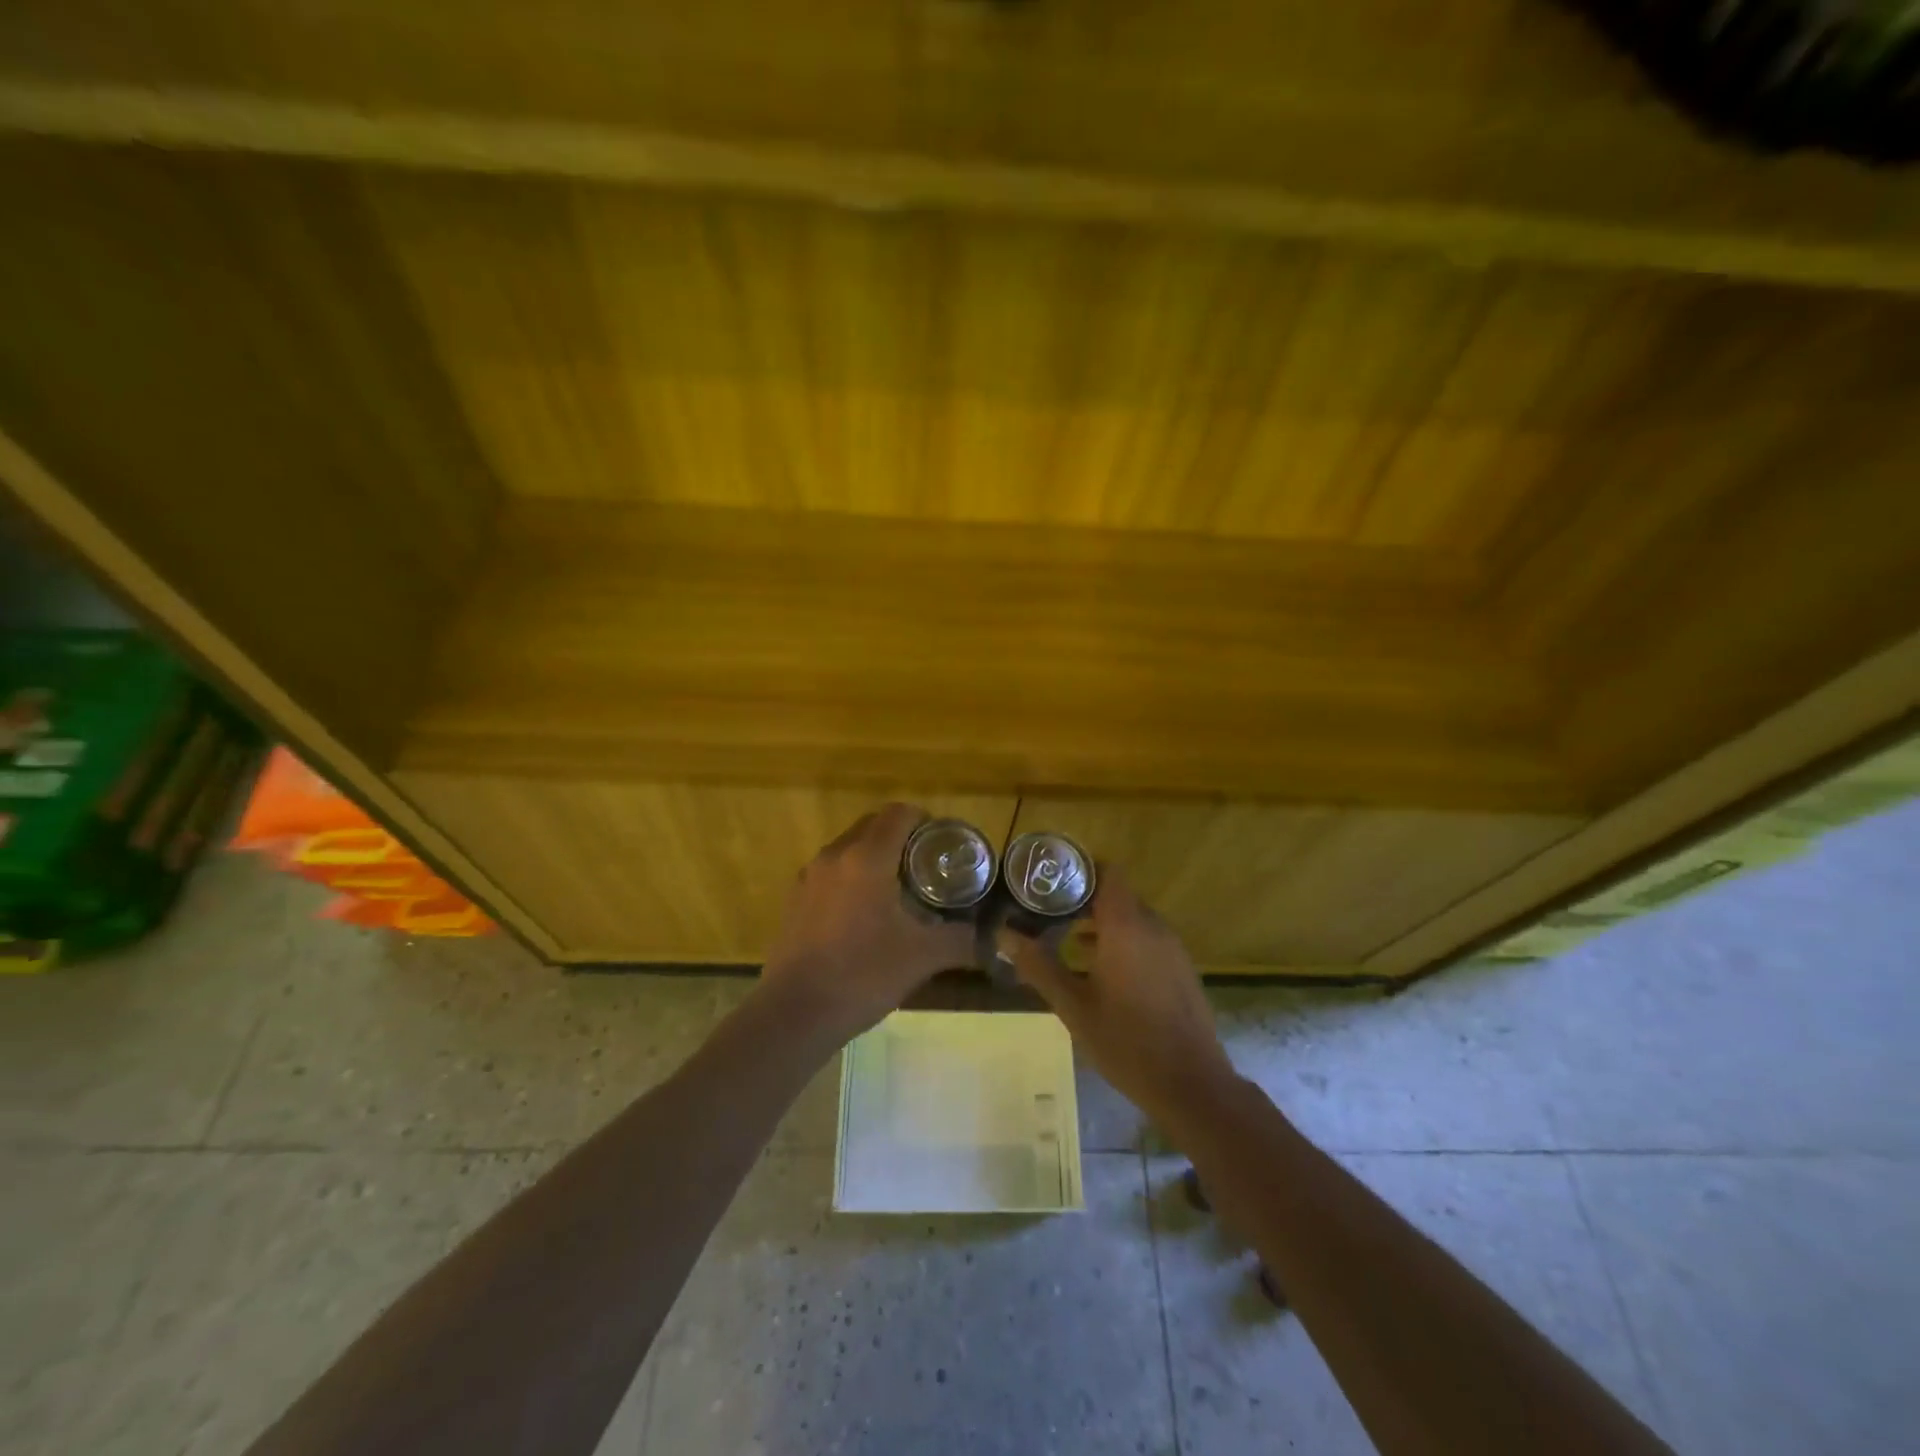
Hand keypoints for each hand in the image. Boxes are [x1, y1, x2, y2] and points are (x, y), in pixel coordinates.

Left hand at [759, 803, 976, 1048]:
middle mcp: (835, 856)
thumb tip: (994, 941)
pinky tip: (865, 912)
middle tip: (927, 863)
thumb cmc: (863, 975)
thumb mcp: (922, 957)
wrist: (795, 1013)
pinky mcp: (795, 900)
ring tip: (898, 887)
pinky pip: (831, 872)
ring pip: (848, 847)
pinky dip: (851, 876)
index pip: (898, 814)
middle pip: (872, 825)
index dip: (924, 820)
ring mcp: (809, 877)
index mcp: (867, 858)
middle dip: (900, 835)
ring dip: (874, 855)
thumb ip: (962, 942)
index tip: (943, 841)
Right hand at [998, 868, 1235, 1125]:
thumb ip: (1039, 966)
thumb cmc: (1126, 1041)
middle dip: (1085, 900)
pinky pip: (1148, 941)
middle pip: (1118, 896)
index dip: (1082, 869)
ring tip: (1068, 942)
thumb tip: (1004, 935)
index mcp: (1126, 926)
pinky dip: (1123, 943)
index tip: (1052, 879)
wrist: (1191, 1085)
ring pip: (1133, 920)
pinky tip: (1101, 973)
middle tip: (1049, 913)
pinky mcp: (1181, 970)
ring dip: (1103, 924)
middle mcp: (1153, 928)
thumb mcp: (1073, 1006)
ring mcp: (1172, 949)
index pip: (1109, 872)